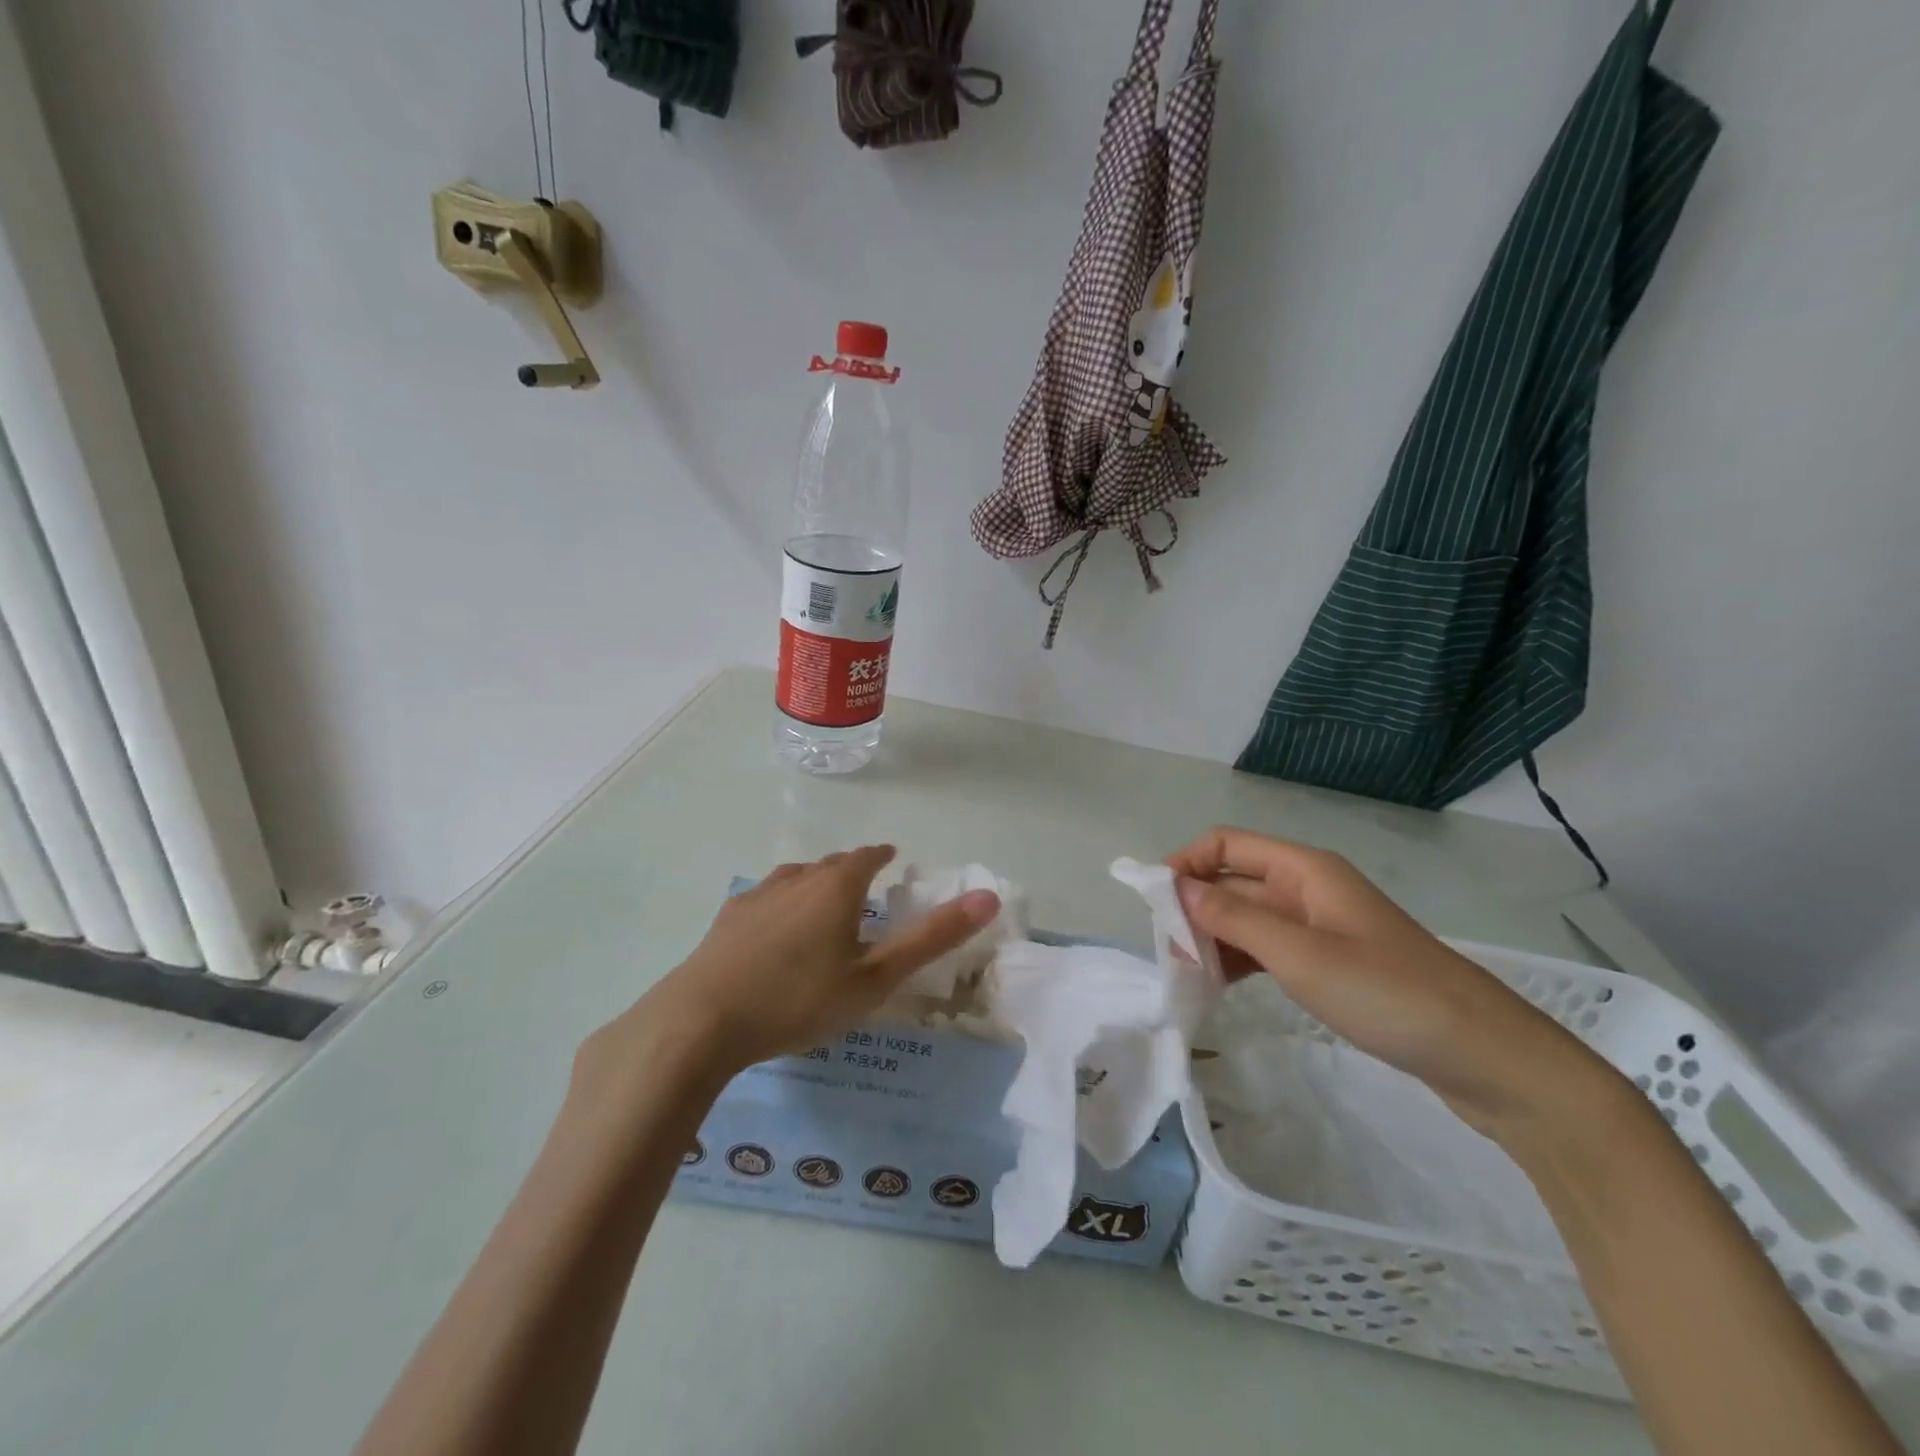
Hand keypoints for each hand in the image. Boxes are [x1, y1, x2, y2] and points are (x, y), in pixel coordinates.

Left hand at [614, 846, 998, 1077]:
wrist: (701, 1021)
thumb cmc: (799, 1000)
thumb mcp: (875, 979)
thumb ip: (931, 938)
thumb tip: (989, 898)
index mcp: (836, 887)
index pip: (866, 857)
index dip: (881, 856)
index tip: (890, 859)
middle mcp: (796, 879)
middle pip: (831, 865)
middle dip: (850, 871)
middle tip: (863, 889)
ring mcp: (756, 896)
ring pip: (794, 878)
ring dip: (814, 884)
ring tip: (821, 905)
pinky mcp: (726, 920)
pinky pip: (764, 899)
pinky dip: (781, 905)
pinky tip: (772, 930)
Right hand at [1168, 828, 1612, 1142]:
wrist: (1486, 1057)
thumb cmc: (1388, 994)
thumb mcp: (1300, 955)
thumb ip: (1234, 918)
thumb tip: (1177, 888)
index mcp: (1304, 870)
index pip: (1226, 844)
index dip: (1185, 863)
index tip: (1152, 903)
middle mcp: (1308, 887)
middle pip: (1234, 880)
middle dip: (1194, 907)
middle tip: (1165, 952)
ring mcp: (1321, 925)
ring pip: (1248, 916)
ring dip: (1213, 937)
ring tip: (1186, 975)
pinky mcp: (1330, 960)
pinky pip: (1268, 946)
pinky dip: (1240, 959)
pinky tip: (1220, 987)